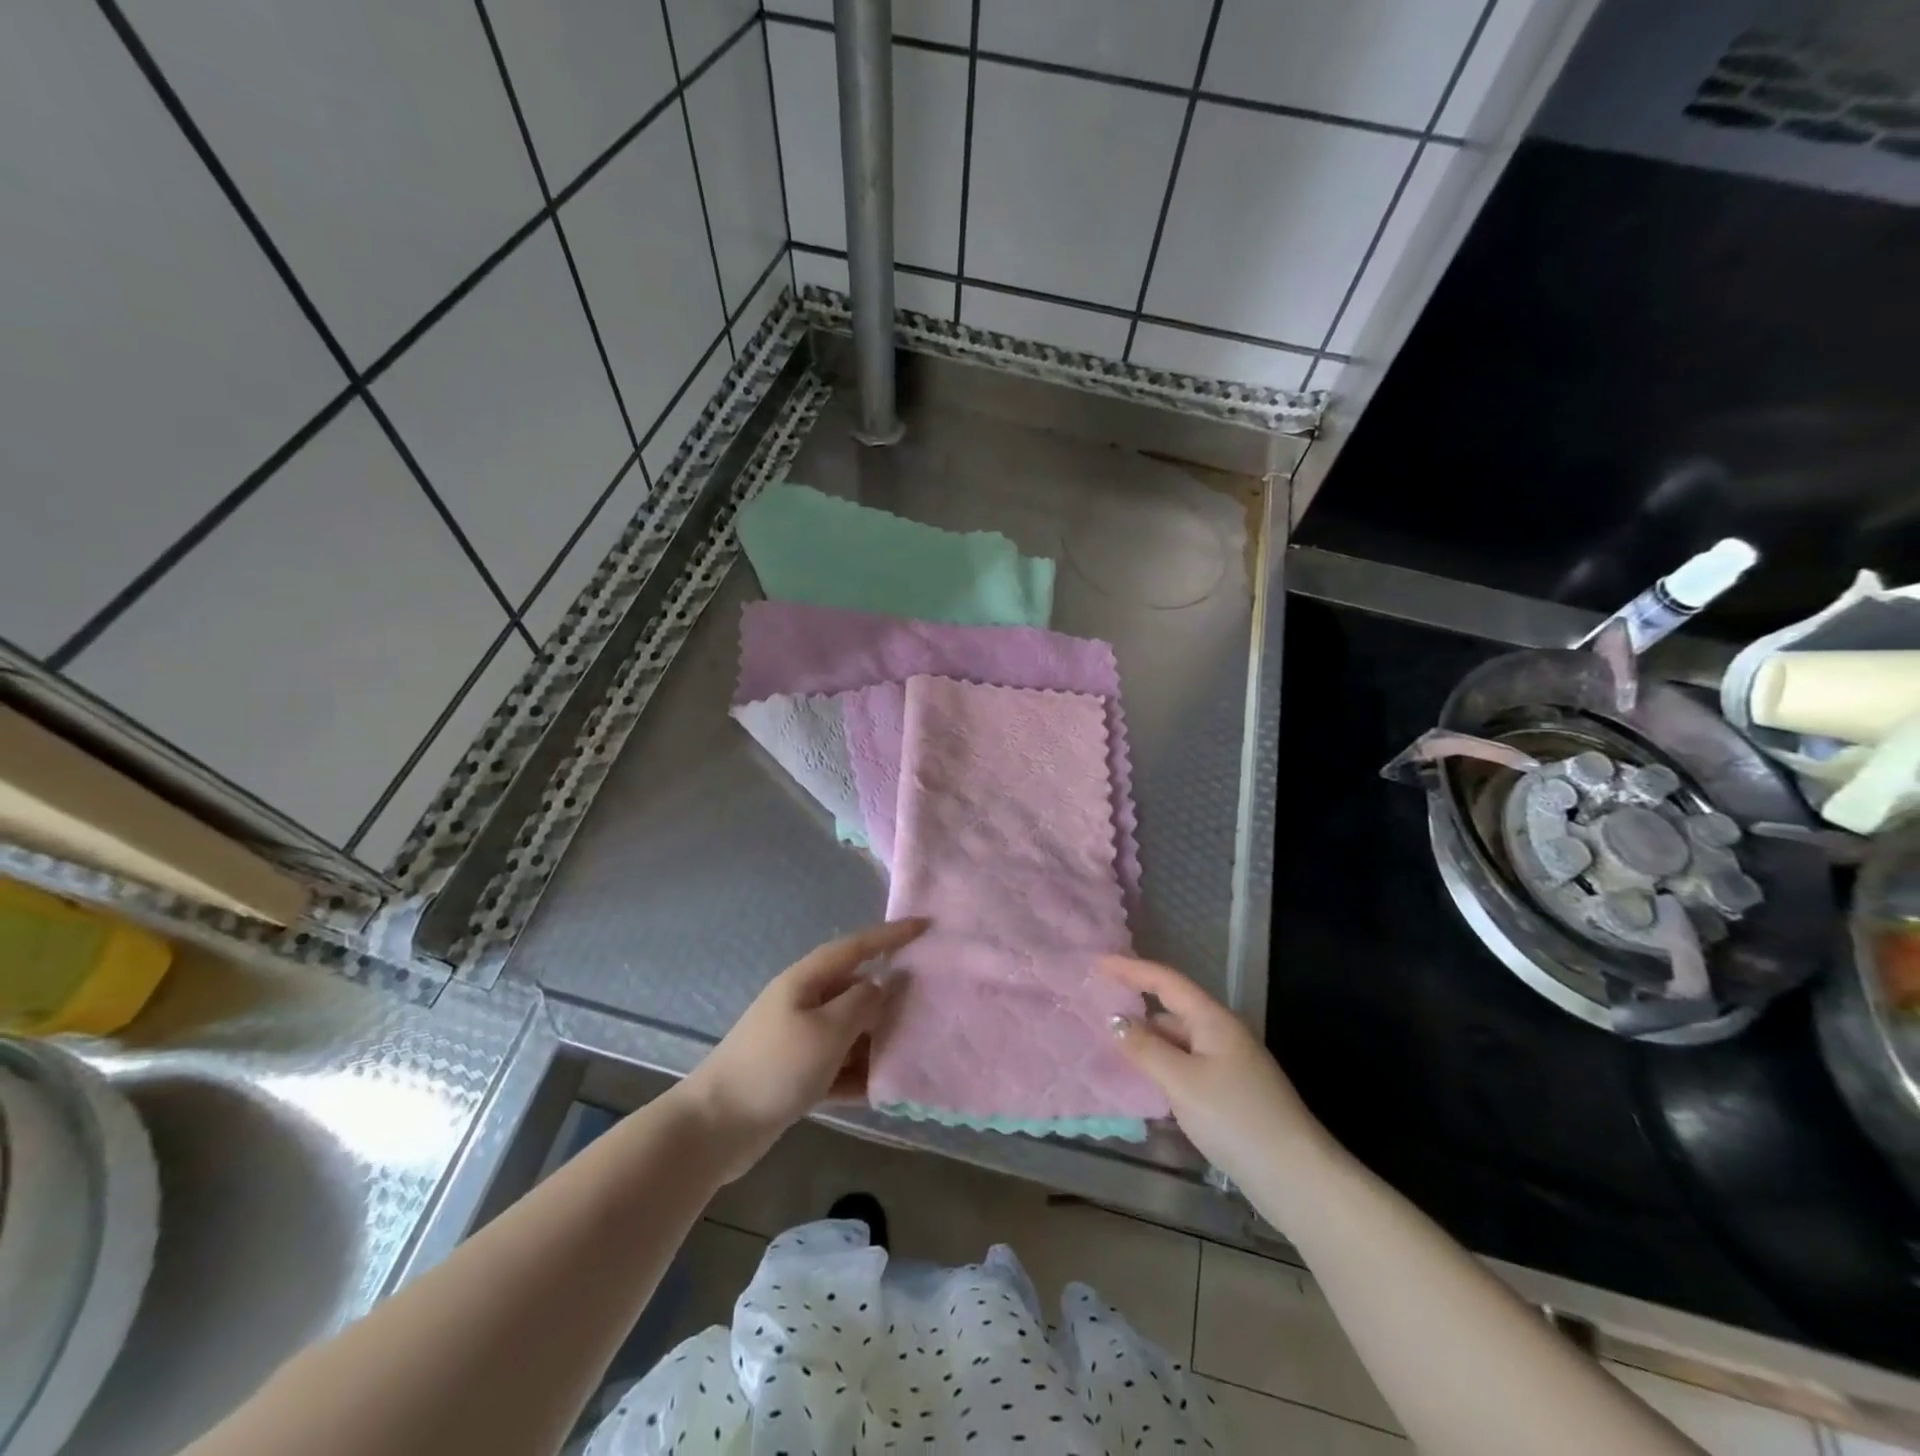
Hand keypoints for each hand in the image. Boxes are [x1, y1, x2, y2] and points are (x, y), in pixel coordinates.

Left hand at [679, 919, 924, 1180]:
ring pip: (851, 1031)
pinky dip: (860, 1075)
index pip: (856, 946)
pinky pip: (839, 1066)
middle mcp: (805, 1003)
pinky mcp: (798, 1075)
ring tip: (918, 1049)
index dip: (890, 935)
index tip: (924, 926)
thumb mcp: (827, 1031)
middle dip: (892, 996)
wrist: (716, 1127)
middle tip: (932, 1001)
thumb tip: (881, 986)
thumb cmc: (775, 1067)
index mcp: (807, 980)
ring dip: (879, 1040)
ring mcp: (800, 1039)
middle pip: (856, 989)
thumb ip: (861, 1003)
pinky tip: (887, 1091)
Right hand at [1102, 956, 1329, 1188]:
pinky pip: (1186, 1068)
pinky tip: (1143, 1085)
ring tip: (1108, 1050)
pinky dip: (1162, 1069)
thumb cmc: (1236, 1118)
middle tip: (1095, 1012)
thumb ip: (1145, 1048)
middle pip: (1171, 1010)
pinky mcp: (1230, 1094)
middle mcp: (1222, 1034)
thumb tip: (1114, 1020)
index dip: (1130, 969)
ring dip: (1147, 1044)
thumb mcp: (1182, 1081)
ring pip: (1178, 1043)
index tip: (1096, 963)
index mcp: (1213, 1020)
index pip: (1166, 981)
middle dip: (1136, 1009)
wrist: (1297, 1179)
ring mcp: (1228, 1065)